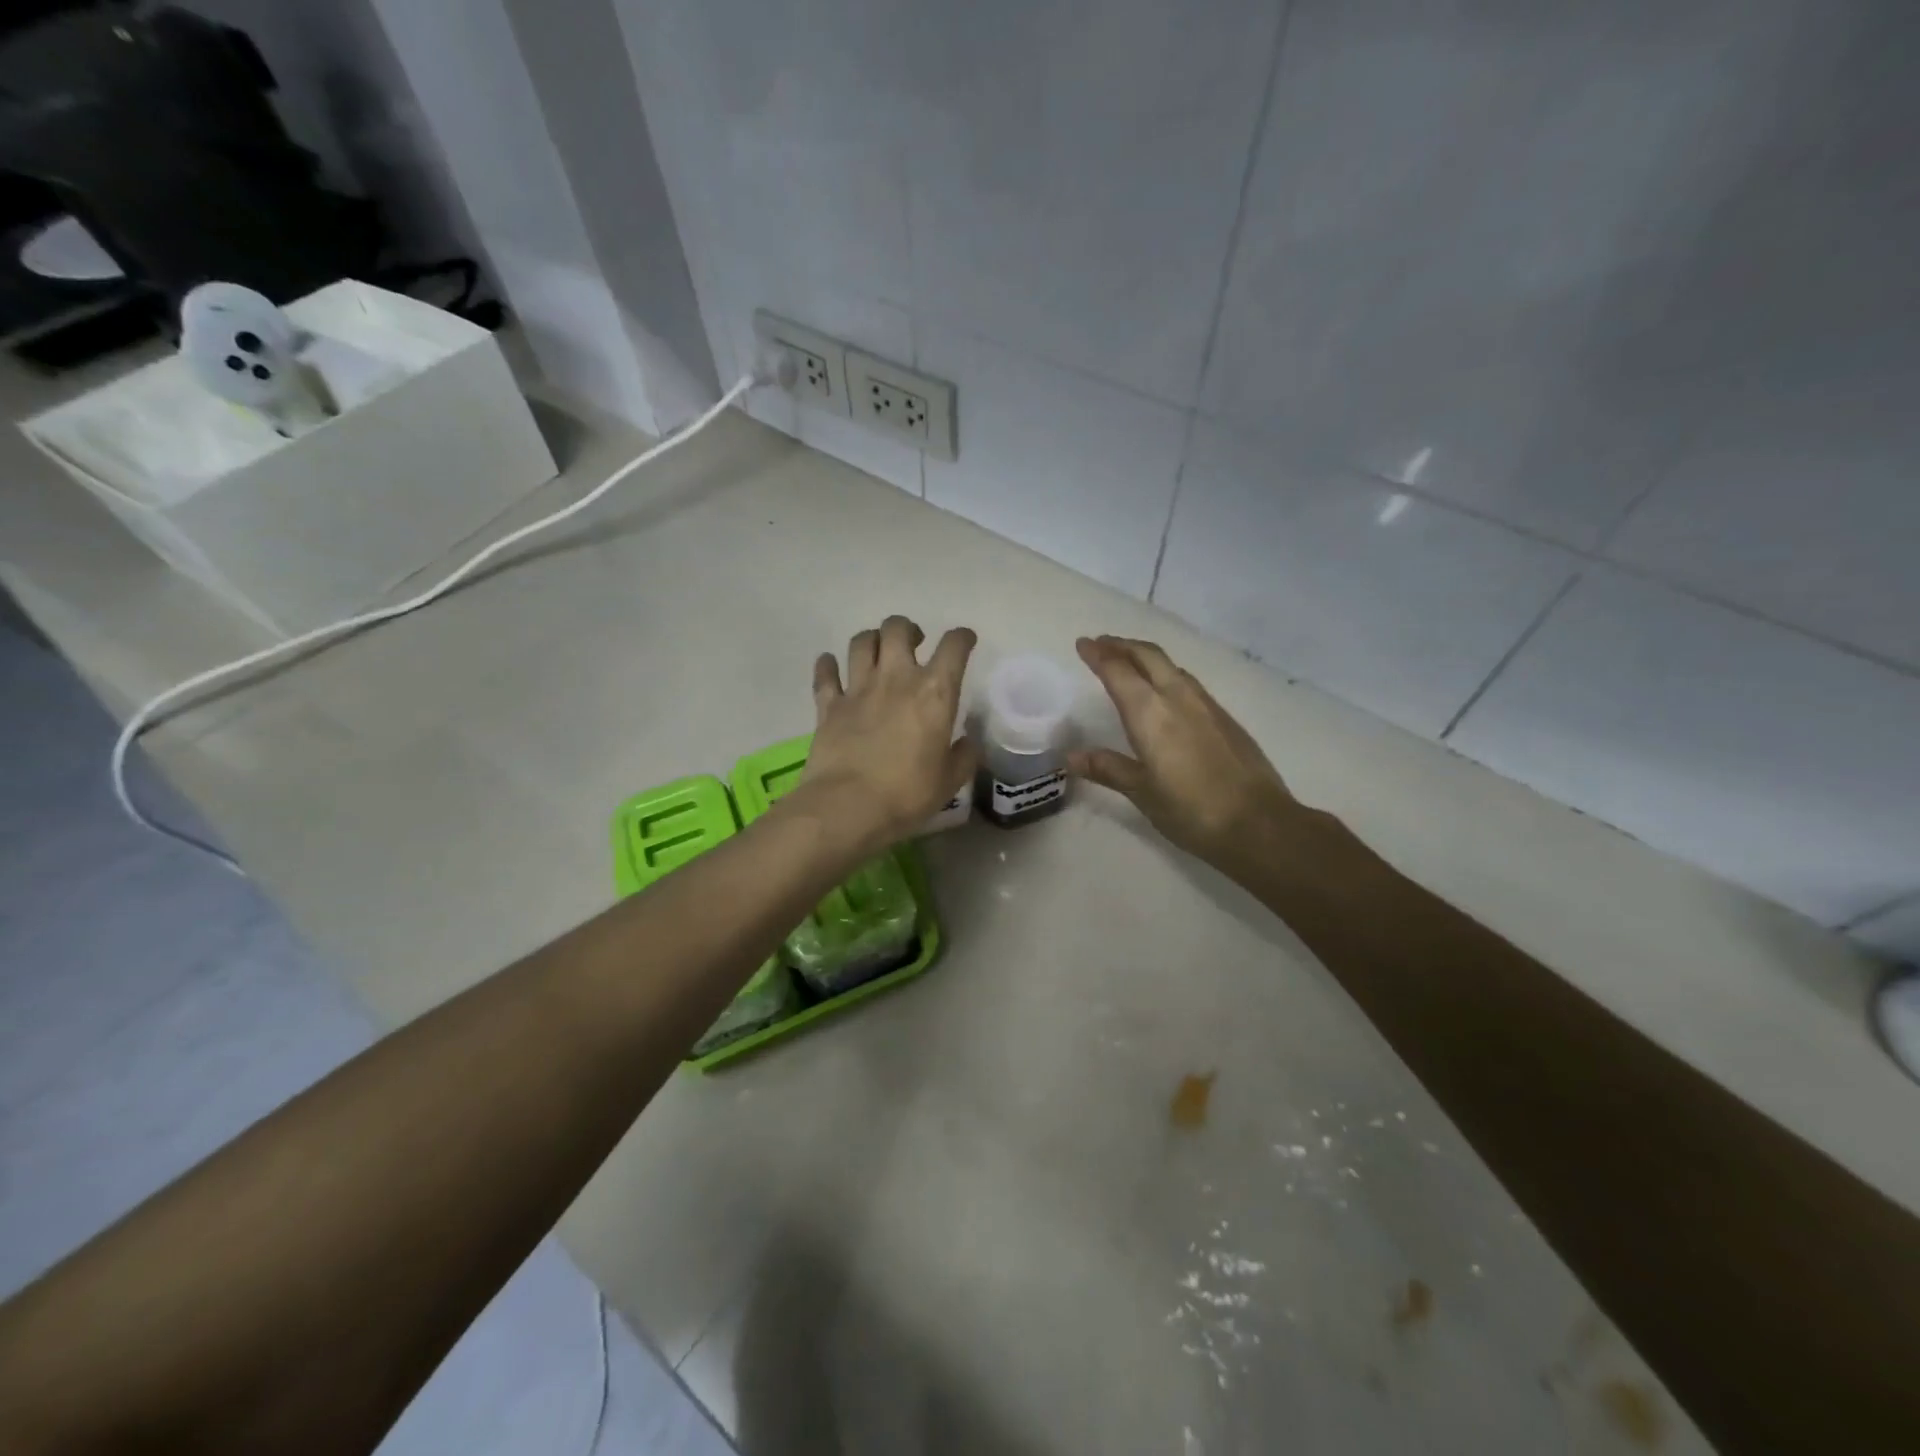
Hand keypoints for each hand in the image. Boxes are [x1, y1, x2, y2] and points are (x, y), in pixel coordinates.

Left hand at [803, 615, 977, 850]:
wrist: (848, 807)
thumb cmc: (907, 794)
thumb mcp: (950, 781)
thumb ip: (963, 756)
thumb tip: (968, 742)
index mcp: (935, 692)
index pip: (954, 647)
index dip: (962, 638)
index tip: (965, 641)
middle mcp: (896, 678)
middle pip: (898, 629)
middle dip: (908, 630)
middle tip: (913, 645)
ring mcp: (858, 688)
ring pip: (862, 642)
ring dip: (872, 640)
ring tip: (877, 653)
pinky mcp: (828, 705)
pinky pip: (825, 673)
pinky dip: (828, 665)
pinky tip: (831, 666)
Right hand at [1069, 635, 1320, 875]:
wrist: (1259, 823)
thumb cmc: (1190, 810)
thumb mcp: (1141, 791)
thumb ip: (1108, 768)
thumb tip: (1072, 756)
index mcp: (1149, 712)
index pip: (1117, 671)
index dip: (1098, 655)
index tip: (1082, 643)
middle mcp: (1177, 697)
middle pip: (1147, 656)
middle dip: (1122, 646)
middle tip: (1102, 644)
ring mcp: (1206, 704)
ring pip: (1171, 666)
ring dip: (1146, 657)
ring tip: (1130, 662)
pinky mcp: (1225, 717)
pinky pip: (1188, 682)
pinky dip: (1167, 675)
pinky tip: (1166, 691)